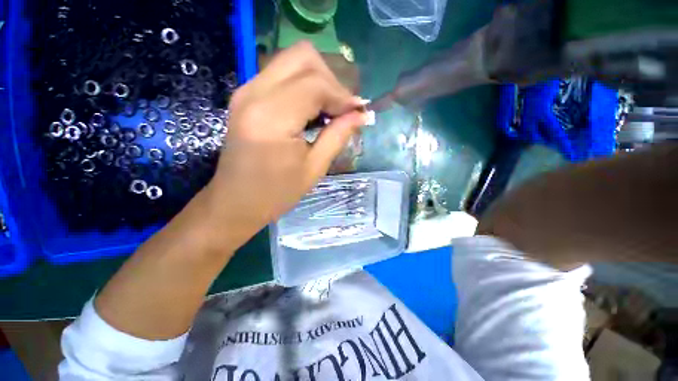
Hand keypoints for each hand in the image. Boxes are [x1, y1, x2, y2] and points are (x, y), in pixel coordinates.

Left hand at [194, 41, 368, 253]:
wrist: (236, 201)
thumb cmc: (276, 193)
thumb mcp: (314, 168)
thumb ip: (338, 135)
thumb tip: (361, 115)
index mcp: (272, 118)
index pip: (316, 84)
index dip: (343, 96)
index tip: (358, 112)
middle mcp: (254, 93)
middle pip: (303, 57)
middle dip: (330, 79)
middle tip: (341, 109)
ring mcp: (246, 91)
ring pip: (292, 60)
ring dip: (317, 80)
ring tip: (328, 110)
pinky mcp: (245, 95)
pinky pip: (281, 74)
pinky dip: (302, 85)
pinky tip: (310, 110)